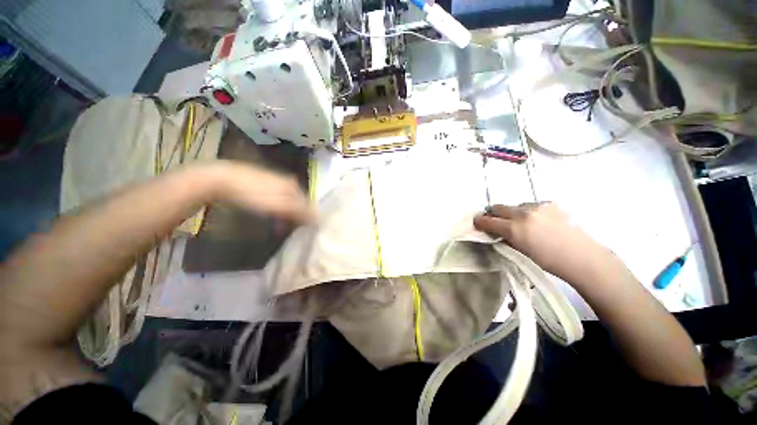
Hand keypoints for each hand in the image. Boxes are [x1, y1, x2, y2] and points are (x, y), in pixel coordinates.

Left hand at [202, 161, 314, 223]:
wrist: (223, 180)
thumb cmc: (254, 194)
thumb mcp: (279, 205)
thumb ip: (300, 212)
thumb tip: (319, 219)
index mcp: (293, 186)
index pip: (308, 204)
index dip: (307, 217)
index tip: (304, 229)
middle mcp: (287, 182)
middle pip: (298, 203)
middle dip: (297, 216)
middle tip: (292, 229)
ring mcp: (275, 182)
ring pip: (287, 201)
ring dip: (286, 214)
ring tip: (280, 225)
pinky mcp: (263, 184)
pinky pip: (277, 199)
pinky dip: (276, 209)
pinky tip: (269, 214)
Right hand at [473, 203, 622, 286]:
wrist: (583, 257)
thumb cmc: (549, 261)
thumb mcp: (520, 252)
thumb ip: (505, 238)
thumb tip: (496, 232)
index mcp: (515, 228)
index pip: (488, 220)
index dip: (480, 221)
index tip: (477, 222)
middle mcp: (523, 213)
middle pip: (498, 207)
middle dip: (493, 213)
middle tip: (495, 221)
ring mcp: (538, 206)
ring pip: (515, 205)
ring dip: (512, 212)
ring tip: (522, 223)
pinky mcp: (551, 203)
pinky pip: (532, 205)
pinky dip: (529, 211)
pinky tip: (538, 221)